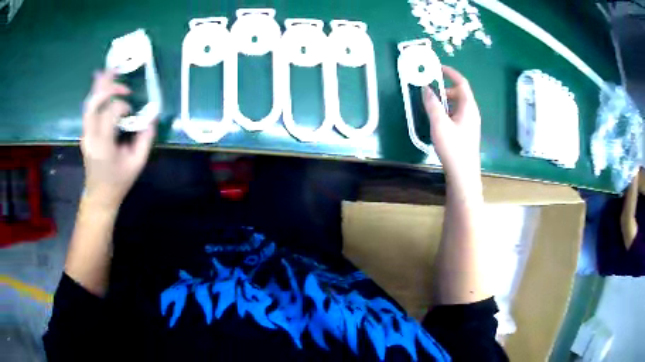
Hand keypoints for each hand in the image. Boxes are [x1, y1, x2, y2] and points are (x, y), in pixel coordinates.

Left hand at [80, 70, 155, 209]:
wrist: (99, 196)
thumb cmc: (119, 182)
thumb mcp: (137, 163)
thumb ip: (145, 138)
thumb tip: (152, 116)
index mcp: (104, 146)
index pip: (110, 113)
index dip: (122, 106)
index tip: (132, 112)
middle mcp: (91, 137)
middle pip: (94, 104)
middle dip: (108, 88)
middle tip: (121, 81)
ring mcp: (85, 134)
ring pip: (89, 104)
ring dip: (99, 86)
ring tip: (109, 70)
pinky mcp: (85, 132)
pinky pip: (89, 109)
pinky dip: (95, 93)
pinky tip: (100, 82)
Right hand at [422, 66, 481, 188]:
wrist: (463, 174)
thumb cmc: (453, 147)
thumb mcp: (439, 123)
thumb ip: (432, 104)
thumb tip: (426, 88)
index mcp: (468, 107)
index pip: (462, 83)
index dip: (451, 73)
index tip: (438, 68)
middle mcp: (472, 113)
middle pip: (460, 94)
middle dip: (446, 89)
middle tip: (431, 91)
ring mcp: (470, 124)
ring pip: (458, 105)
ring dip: (446, 101)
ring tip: (432, 107)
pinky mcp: (467, 133)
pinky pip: (458, 115)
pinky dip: (448, 111)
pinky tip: (439, 122)